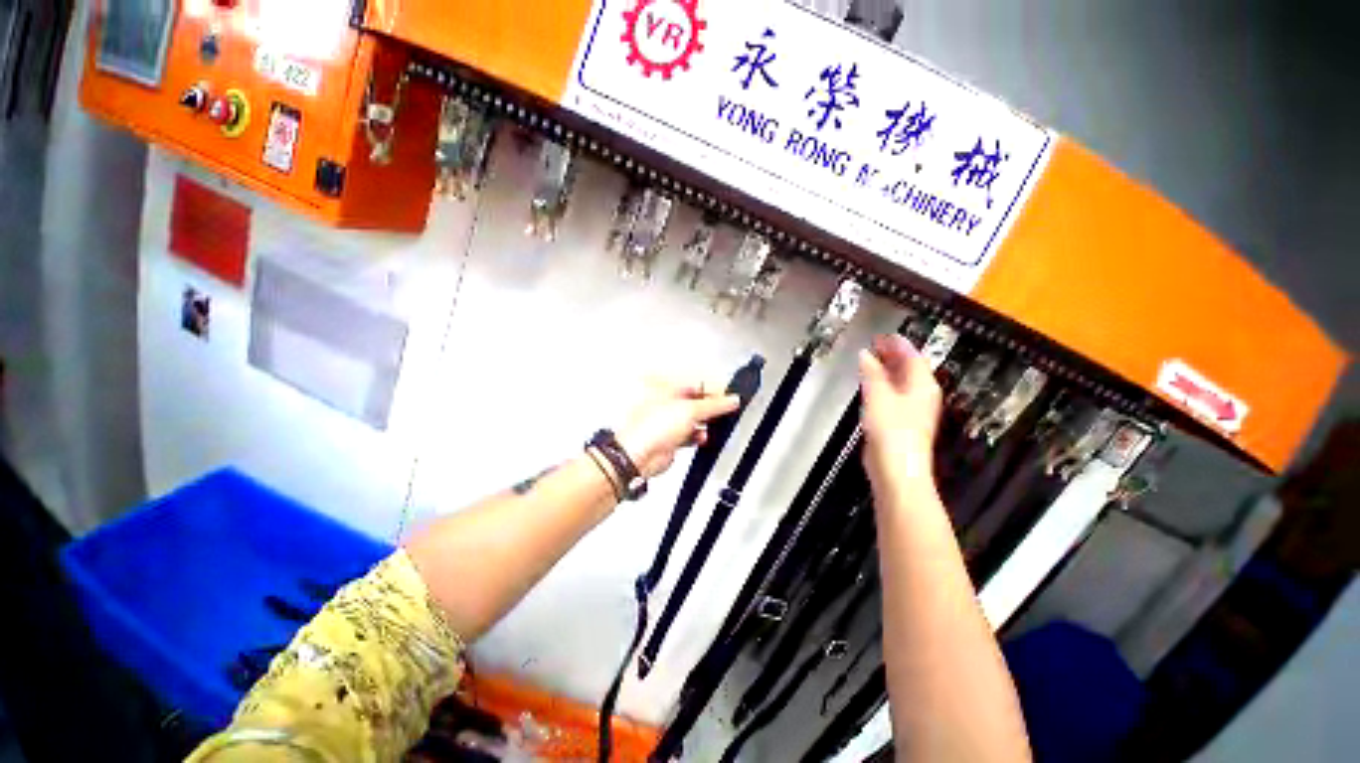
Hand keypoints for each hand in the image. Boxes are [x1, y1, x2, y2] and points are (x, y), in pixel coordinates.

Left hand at [617, 379, 740, 478]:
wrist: (638, 456)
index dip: (714, 388)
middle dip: (711, 406)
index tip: (729, 396)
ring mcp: (668, 419)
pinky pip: (690, 433)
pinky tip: (702, 436)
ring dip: (706, 422)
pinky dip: (698, 434)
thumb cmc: (649, 428)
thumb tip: (731, 400)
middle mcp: (665, 401)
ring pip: (694, 417)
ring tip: (714, 424)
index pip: (696, 381)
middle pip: (696, 399)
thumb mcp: (690, 410)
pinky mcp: (671, 437)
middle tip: (725, 410)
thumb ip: (714, 405)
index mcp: (665, 385)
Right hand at [859, 334, 942, 485]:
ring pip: (901, 382)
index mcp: (922, 385)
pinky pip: (894, 394)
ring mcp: (912, 409)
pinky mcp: (901, 422)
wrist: (897, 469)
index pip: (912, 356)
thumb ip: (871, 373)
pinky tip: (872, 385)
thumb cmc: (891, 429)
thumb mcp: (878, 396)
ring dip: (887, 370)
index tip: (883, 334)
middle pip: (909, 368)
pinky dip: (883, 385)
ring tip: (871, 360)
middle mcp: (922, 394)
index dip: (898, 344)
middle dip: (893, 355)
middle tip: (875, 344)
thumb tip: (865, 354)